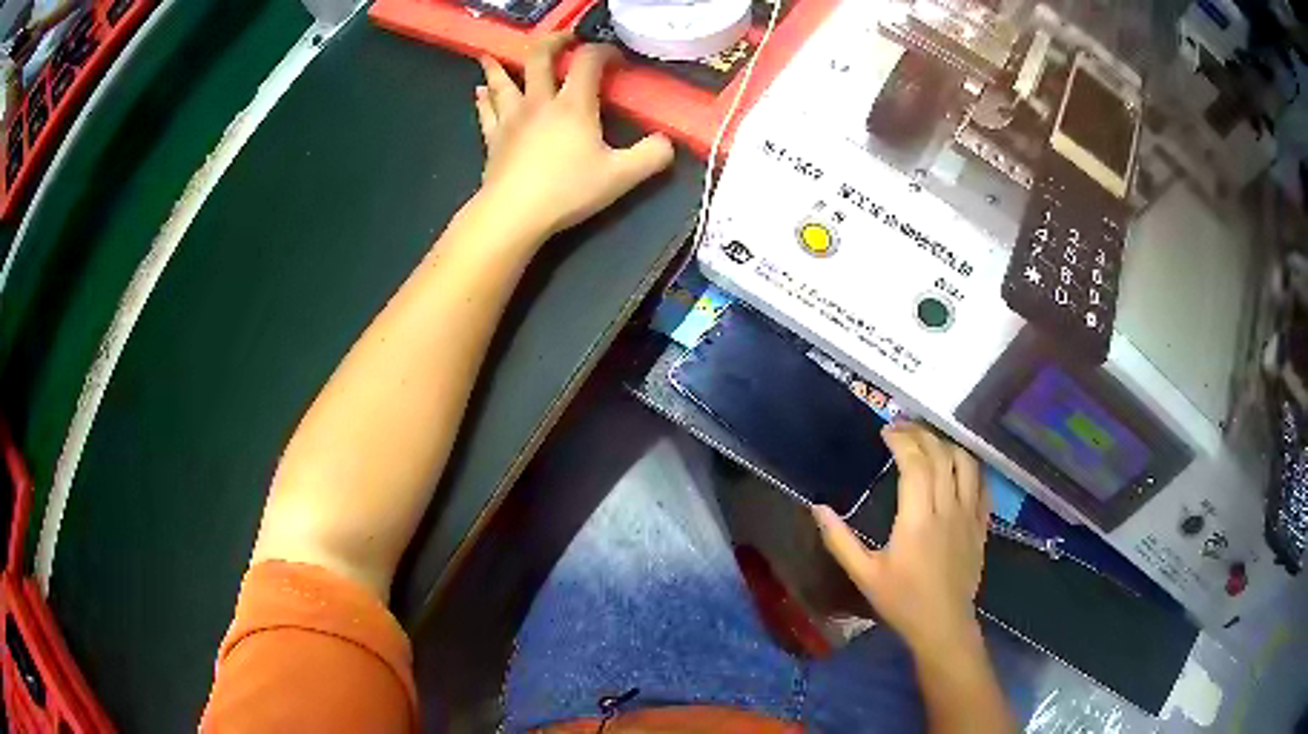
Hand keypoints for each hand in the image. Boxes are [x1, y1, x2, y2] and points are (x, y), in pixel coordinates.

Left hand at [474, 34, 674, 237]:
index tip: (615, 59)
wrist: (514, 213)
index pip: (588, 61)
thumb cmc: (567, 191)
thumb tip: (666, 142)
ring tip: (494, 56)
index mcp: (574, 104)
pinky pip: (486, 111)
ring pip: (503, 82)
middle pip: (540, 58)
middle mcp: (540, 102)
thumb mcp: (622, 176)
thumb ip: (651, 156)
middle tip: (563, 39)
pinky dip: (484, 99)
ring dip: (500, 65)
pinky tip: (479, 92)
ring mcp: (512, 119)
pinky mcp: (493, 139)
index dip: (603, 51)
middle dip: (553, 42)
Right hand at [814, 423, 990, 657]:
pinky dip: (969, 466)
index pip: (915, 463)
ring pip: (965, 463)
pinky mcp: (981, 524)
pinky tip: (956, 466)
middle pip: (940, 455)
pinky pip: (981, 484)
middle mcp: (947, 508)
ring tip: (928, 442)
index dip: (901, 440)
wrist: (942, 624)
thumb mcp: (864, 574)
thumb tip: (817, 508)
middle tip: (902, 429)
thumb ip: (839, 540)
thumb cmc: (901, 600)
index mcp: (917, 519)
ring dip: (947, 445)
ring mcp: (969, 515)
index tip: (886, 431)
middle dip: (921, 434)